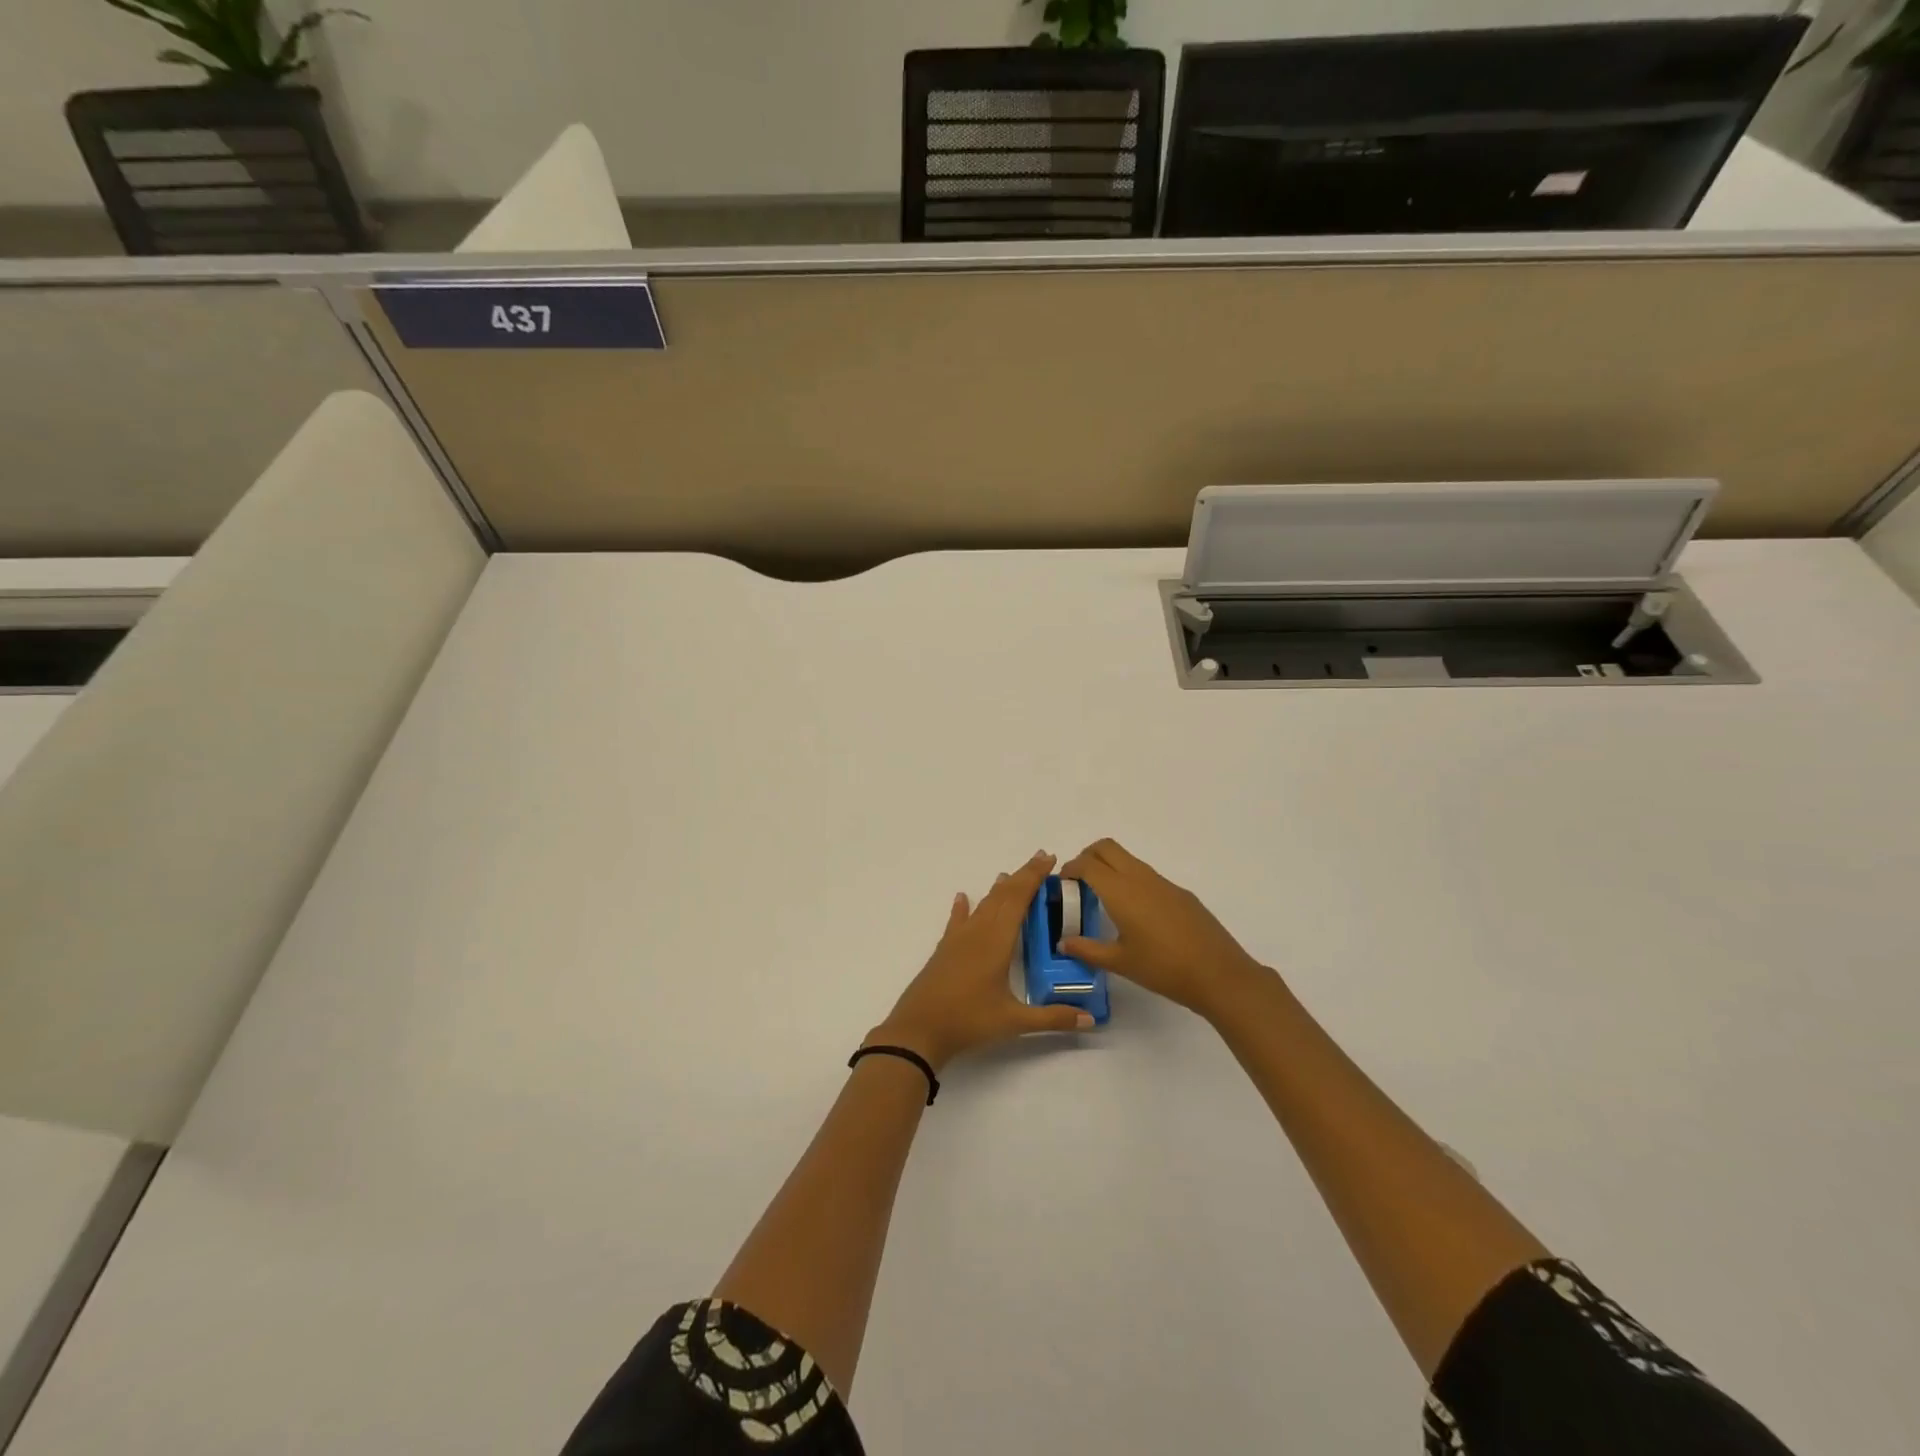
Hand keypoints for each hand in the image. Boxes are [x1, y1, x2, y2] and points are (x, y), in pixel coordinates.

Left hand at [869, 851, 1094, 1071]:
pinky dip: (962, 908)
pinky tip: (962, 898)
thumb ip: (1053, 1018)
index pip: (1019, 899)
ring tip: (1008, 875)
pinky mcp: (944, 951)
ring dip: (998, 889)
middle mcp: (978, 932)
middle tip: (1040, 859)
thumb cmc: (968, 1021)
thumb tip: (1090, 1020)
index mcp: (997, 941)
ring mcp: (958, 940)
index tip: (1049, 859)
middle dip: (1022, 876)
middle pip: (1002, 896)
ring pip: (982, 905)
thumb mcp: (1014, 1022)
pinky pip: (957, 921)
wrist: (918, 1030)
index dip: (1034, 877)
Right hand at [1059, 839, 1267, 1017]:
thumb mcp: (1119, 962)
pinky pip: (1147, 875)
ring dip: (1110, 867)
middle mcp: (1140, 878)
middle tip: (1078, 882)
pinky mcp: (1181, 893)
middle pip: (1107, 847)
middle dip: (1087, 856)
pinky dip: (1130, 880)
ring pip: (1128, 859)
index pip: (1087, 864)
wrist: (1219, 974)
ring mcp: (1164, 883)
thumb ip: (1087, 949)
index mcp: (1121, 891)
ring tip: (1103, 899)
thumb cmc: (1163, 968)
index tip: (1061, 883)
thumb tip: (1063, 942)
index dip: (1070, 868)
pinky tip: (1136, 914)